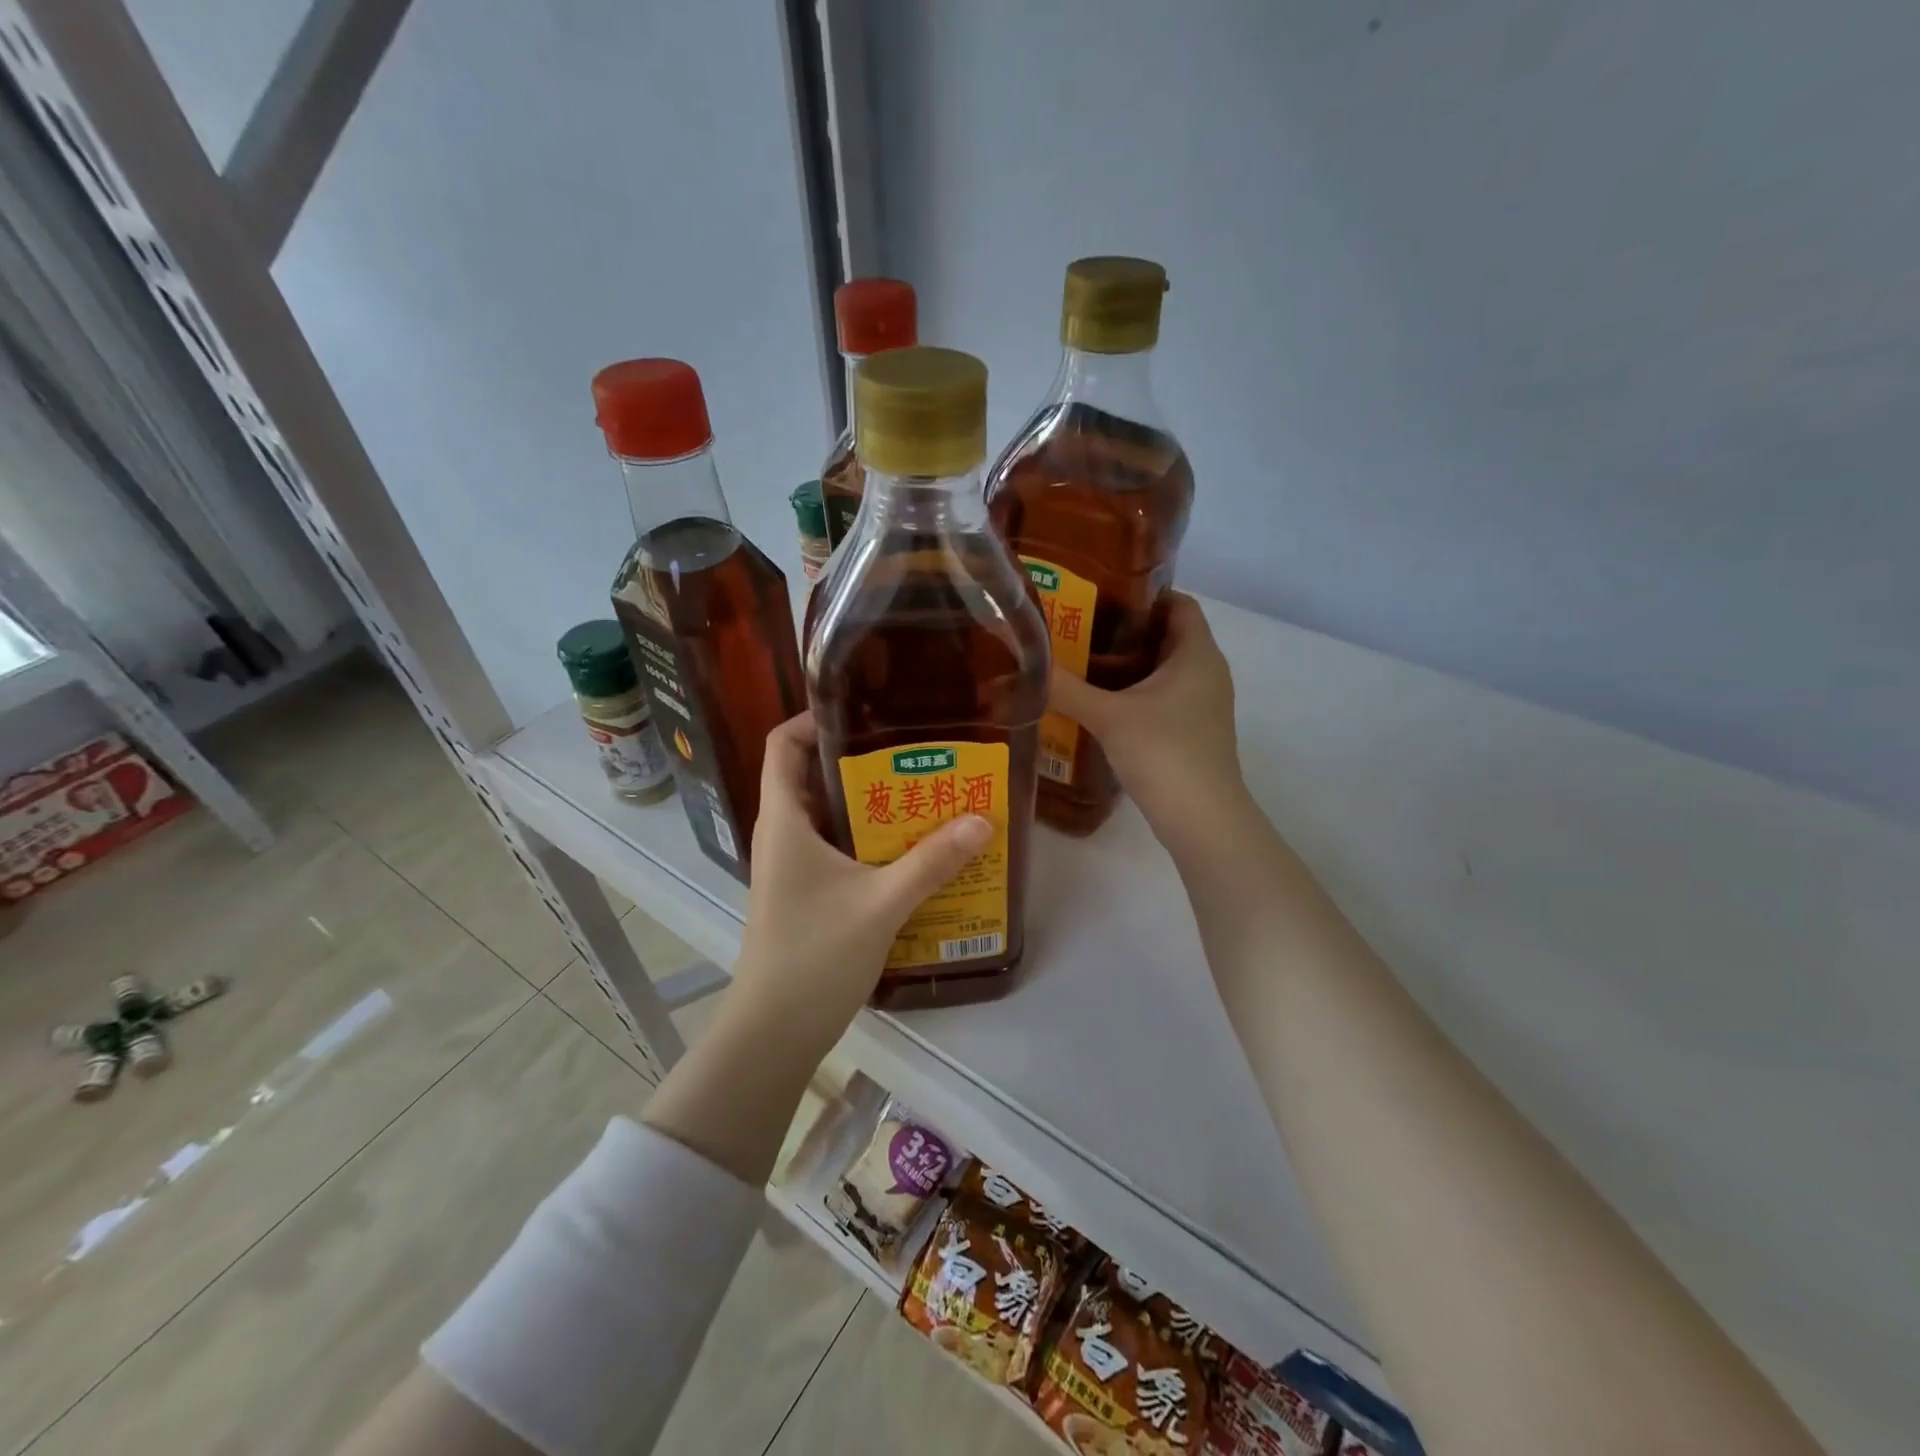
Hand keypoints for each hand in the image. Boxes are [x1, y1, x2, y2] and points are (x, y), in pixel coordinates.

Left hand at [731, 713, 991, 1050]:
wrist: (774, 1032)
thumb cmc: (815, 955)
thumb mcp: (881, 903)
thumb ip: (932, 861)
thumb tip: (982, 820)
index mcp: (784, 820)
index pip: (783, 744)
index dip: (813, 717)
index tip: (866, 706)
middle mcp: (783, 834)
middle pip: (812, 774)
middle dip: (861, 758)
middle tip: (917, 749)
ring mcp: (792, 865)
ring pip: (829, 814)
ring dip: (871, 802)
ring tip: (925, 791)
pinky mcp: (806, 892)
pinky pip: (838, 847)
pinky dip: (870, 838)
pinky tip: (913, 848)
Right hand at [1048, 593, 1249, 843]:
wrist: (1202, 819)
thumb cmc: (1164, 753)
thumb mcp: (1109, 716)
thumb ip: (1066, 689)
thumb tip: (1024, 666)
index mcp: (1197, 653)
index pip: (1178, 603)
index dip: (1144, 593)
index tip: (1101, 595)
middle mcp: (1207, 672)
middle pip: (1167, 635)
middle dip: (1126, 630)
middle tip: (1079, 628)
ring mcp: (1203, 705)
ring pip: (1164, 670)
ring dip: (1128, 666)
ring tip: (1082, 663)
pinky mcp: (1193, 732)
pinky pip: (1163, 698)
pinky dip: (1135, 694)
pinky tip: (1100, 705)